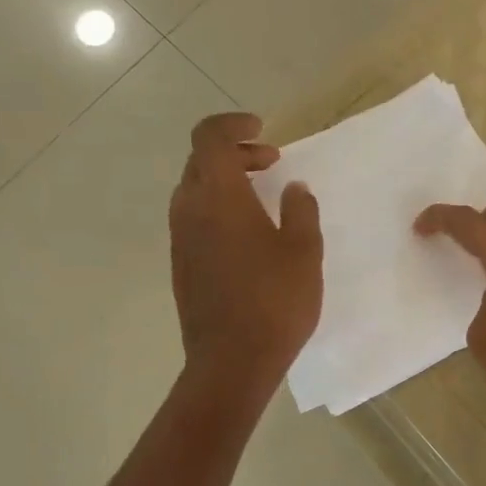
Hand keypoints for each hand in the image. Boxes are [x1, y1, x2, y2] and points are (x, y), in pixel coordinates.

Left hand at [170, 113, 322, 393]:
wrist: (232, 361)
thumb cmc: (275, 302)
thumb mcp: (304, 252)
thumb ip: (301, 211)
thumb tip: (293, 188)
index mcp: (219, 197)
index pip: (210, 137)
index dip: (233, 124)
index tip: (263, 130)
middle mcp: (190, 210)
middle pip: (200, 161)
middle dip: (235, 153)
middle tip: (271, 162)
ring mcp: (181, 240)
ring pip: (195, 191)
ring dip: (225, 182)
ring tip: (263, 198)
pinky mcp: (181, 265)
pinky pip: (195, 220)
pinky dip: (218, 209)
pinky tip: (248, 235)